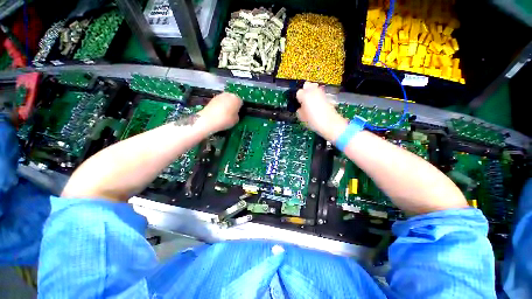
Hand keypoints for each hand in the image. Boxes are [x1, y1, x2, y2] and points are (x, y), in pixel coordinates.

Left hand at [197, 92, 241, 132]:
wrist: (208, 120)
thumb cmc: (225, 120)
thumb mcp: (236, 120)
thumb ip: (237, 115)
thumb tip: (235, 113)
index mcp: (236, 99)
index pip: (241, 102)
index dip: (240, 109)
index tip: (238, 114)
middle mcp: (229, 94)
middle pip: (233, 99)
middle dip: (233, 105)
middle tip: (232, 114)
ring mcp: (220, 95)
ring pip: (226, 100)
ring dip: (226, 105)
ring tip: (224, 114)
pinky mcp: (212, 98)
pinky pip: (220, 102)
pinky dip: (220, 106)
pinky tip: (218, 113)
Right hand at [296, 82, 346, 140]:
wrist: (330, 124)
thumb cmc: (314, 121)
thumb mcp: (302, 118)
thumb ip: (299, 111)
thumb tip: (300, 109)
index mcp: (305, 96)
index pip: (298, 92)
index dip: (298, 98)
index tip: (299, 104)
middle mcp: (313, 91)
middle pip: (307, 85)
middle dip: (305, 91)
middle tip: (303, 100)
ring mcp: (321, 93)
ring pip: (314, 86)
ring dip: (311, 91)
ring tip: (310, 100)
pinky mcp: (327, 96)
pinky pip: (320, 92)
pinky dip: (317, 95)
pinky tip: (317, 103)